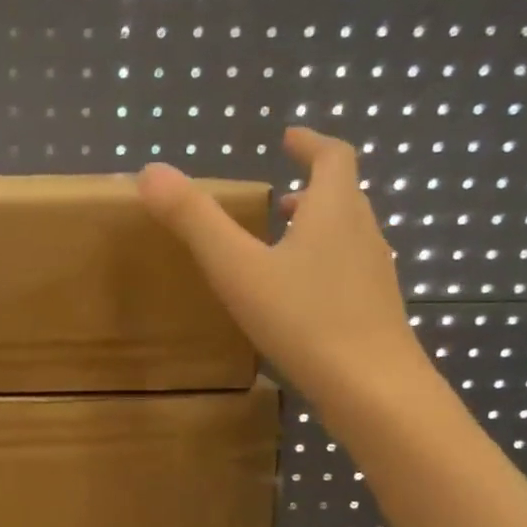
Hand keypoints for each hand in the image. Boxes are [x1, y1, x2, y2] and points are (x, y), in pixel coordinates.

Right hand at [137, 127, 424, 411]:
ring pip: (347, 236)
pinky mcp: (376, 311)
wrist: (373, 389)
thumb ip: (194, 220)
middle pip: (343, 196)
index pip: (333, 156)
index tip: (288, 138)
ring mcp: (374, 275)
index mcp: (334, 211)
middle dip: (311, 188)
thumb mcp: (237, 268)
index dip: (310, 142)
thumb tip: (151, 171)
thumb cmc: (304, 320)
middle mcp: (362, 234)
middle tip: (278, 197)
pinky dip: (323, 266)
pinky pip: (348, 272)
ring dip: (317, 228)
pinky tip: (298, 299)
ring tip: (282, 245)